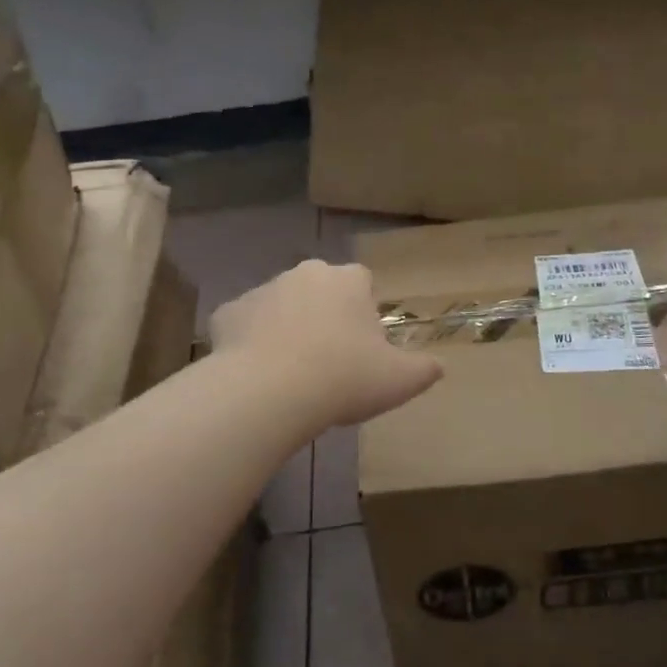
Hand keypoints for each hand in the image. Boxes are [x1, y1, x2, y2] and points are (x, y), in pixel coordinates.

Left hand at [210, 260, 442, 426]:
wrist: (268, 392)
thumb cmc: (343, 378)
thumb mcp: (400, 381)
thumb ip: (425, 369)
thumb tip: (439, 366)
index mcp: (347, 280)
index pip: (362, 283)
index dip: (363, 314)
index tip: (363, 348)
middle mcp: (305, 274)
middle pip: (320, 291)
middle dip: (324, 317)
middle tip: (329, 362)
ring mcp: (262, 290)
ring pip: (281, 306)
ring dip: (286, 328)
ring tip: (291, 374)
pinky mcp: (227, 313)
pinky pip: (244, 325)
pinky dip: (250, 343)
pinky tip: (257, 375)